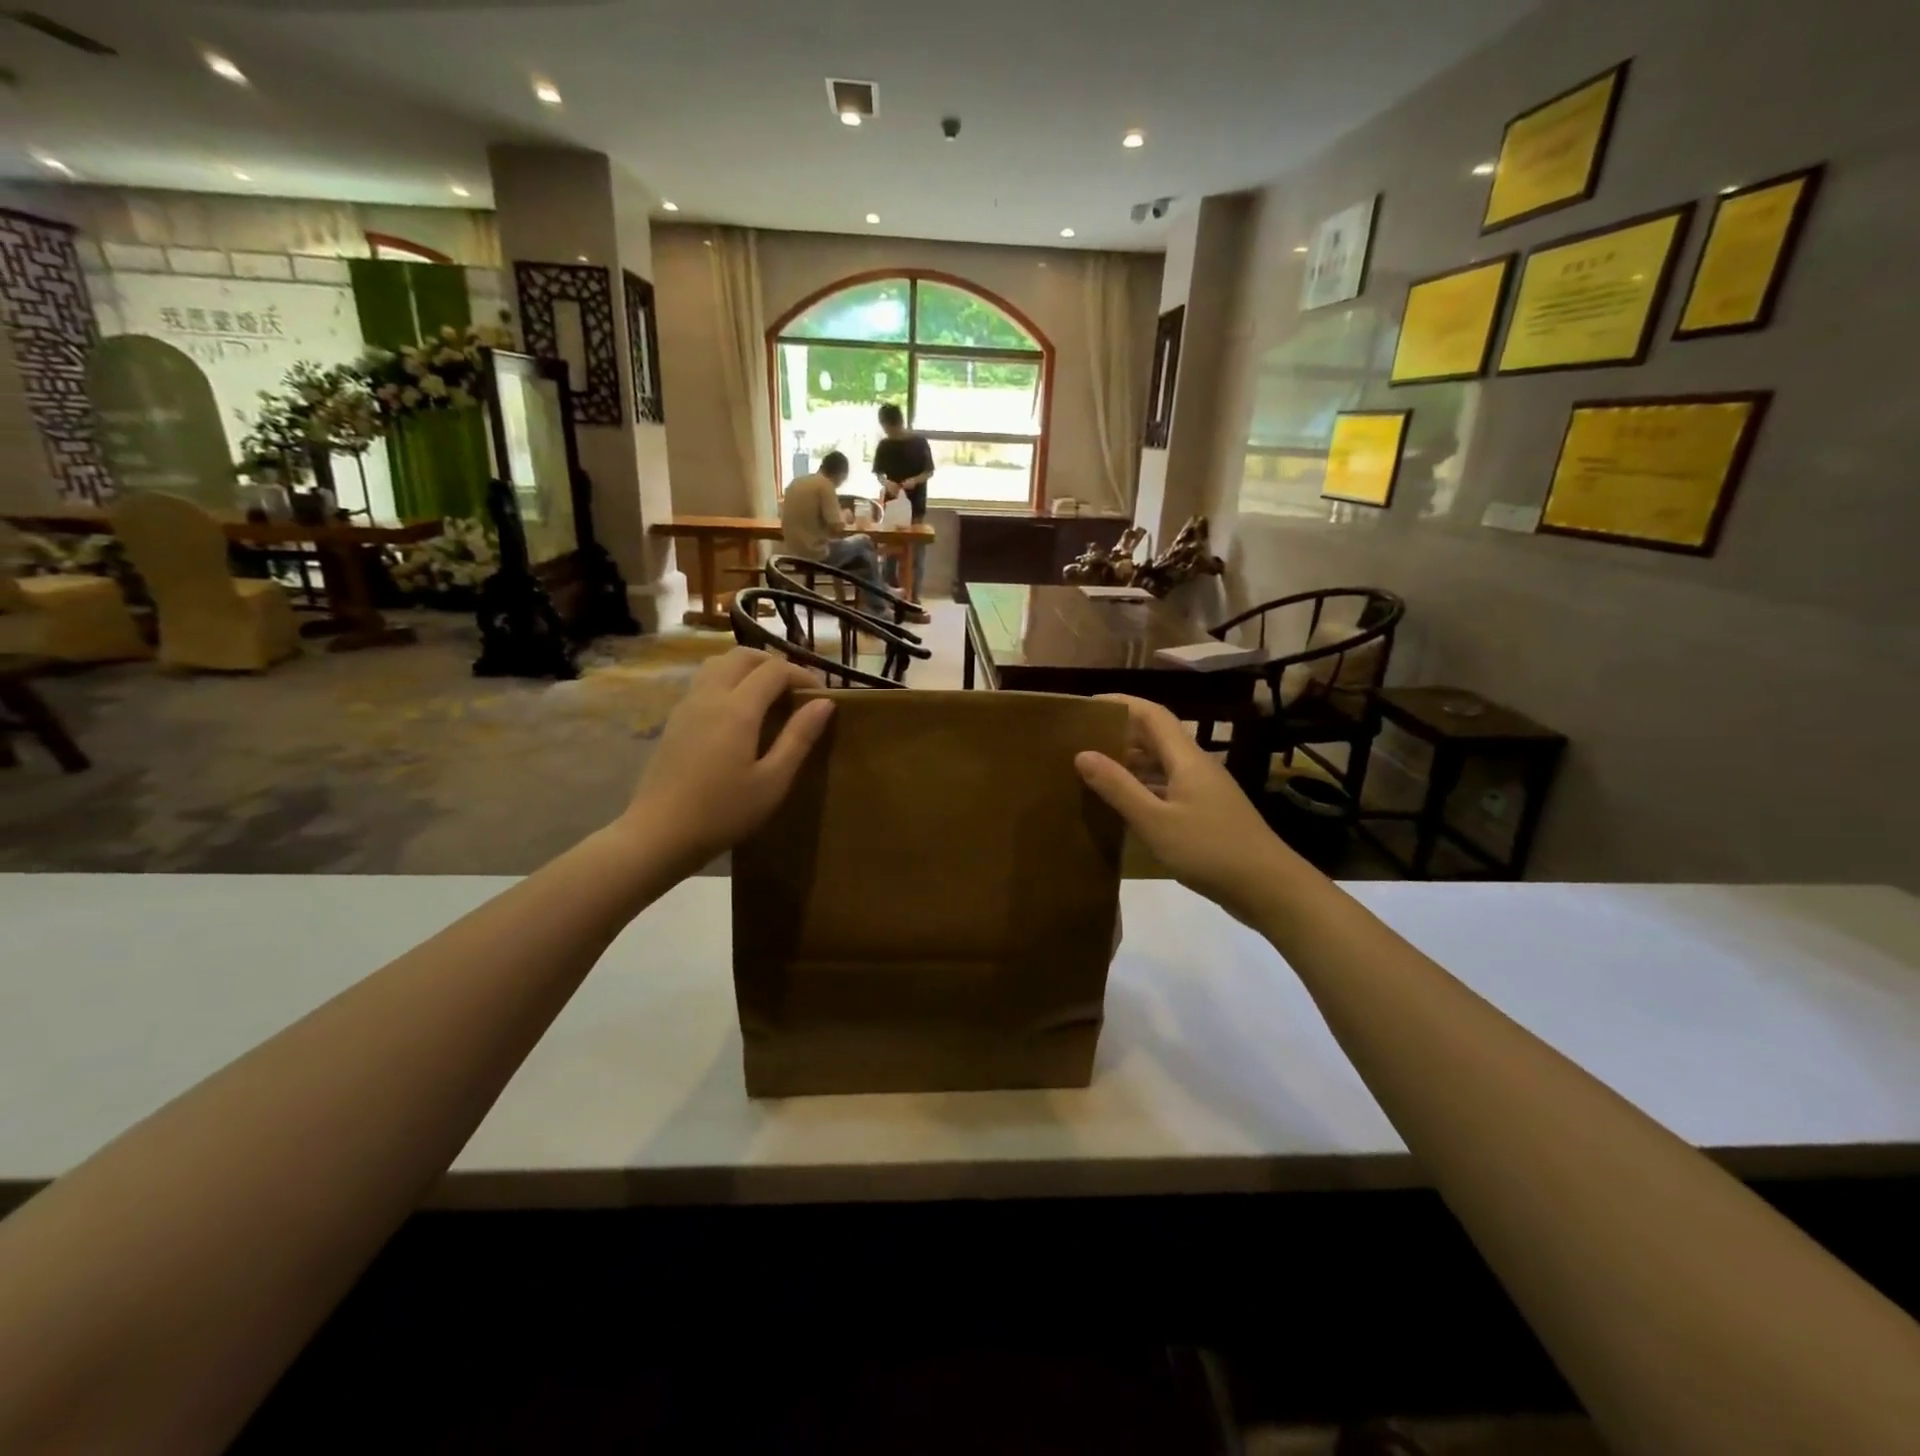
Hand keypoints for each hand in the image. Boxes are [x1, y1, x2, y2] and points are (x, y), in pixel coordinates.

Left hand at [620, 649, 832, 871]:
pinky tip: (738, 713)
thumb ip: (799, 738)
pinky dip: (728, 681)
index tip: (821, 694)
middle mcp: (710, 696)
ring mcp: (687, 705)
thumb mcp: (772, 781)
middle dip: (774, 663)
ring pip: (719, 664)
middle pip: (743, 656)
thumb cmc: (723, 812)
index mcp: (737, 709)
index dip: (802, 674)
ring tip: (767, 695)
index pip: (774, 670)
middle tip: (795, 689)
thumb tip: (824, 703)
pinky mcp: (675, 720)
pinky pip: (704, 682)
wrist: (659, 833)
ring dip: (747, 669)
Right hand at [1074, 695, 1301, 920]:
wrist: (1269, 887)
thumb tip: (1082, 754)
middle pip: (1155, 737)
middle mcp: (1196, 766)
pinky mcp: (1206, 813)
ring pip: (1161, 764)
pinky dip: (1142, 788)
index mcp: (1186, 758)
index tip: (1086, 707)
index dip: (1120, 704)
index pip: (1151, 714)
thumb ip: (1118, 787)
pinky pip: (1167, 788)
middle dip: (1119, 734)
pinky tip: (1122, 805)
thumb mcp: (1155, 822)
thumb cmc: (1209, 850)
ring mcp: (1204, 790)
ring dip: (1129, 763)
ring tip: (1092, 772)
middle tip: (1080, 742)